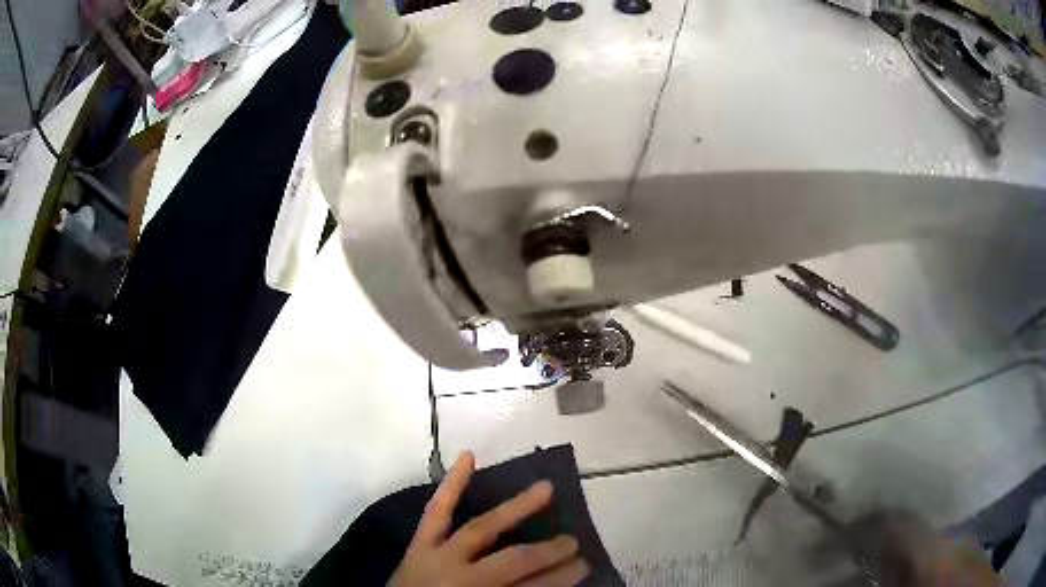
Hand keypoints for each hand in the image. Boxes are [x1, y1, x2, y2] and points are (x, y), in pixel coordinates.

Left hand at [391, 452, 589, 586]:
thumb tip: (544, 580)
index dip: (559, 578)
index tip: (584, 566)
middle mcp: (460, 575)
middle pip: (513, 559)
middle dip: (547, 551)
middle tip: (574, 542)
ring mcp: (436, 556)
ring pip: (480, 528)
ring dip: (515, 509)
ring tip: (545, 488)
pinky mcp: (418, 543)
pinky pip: (436, 511)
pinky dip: (451, 484)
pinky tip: (468, 456)